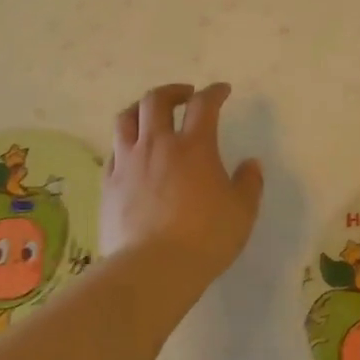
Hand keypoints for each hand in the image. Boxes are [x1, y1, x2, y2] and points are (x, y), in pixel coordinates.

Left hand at [103, 83, 263, 285]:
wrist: (152, 269)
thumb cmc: (205, 237)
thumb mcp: (242, 211)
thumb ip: (249, 183)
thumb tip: (251, 164)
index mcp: (194, 147)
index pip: (204, 105)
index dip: (214, 92)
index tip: (222, 91)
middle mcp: (157, 145)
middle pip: (156, 100)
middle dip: (172, 91)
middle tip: (186, 96)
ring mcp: (128, 163)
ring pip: (126, 119)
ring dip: (141, 109)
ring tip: (152, 116)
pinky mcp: (108, 184)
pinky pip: (113, 151)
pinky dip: (125, 143)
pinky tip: (133, 155)